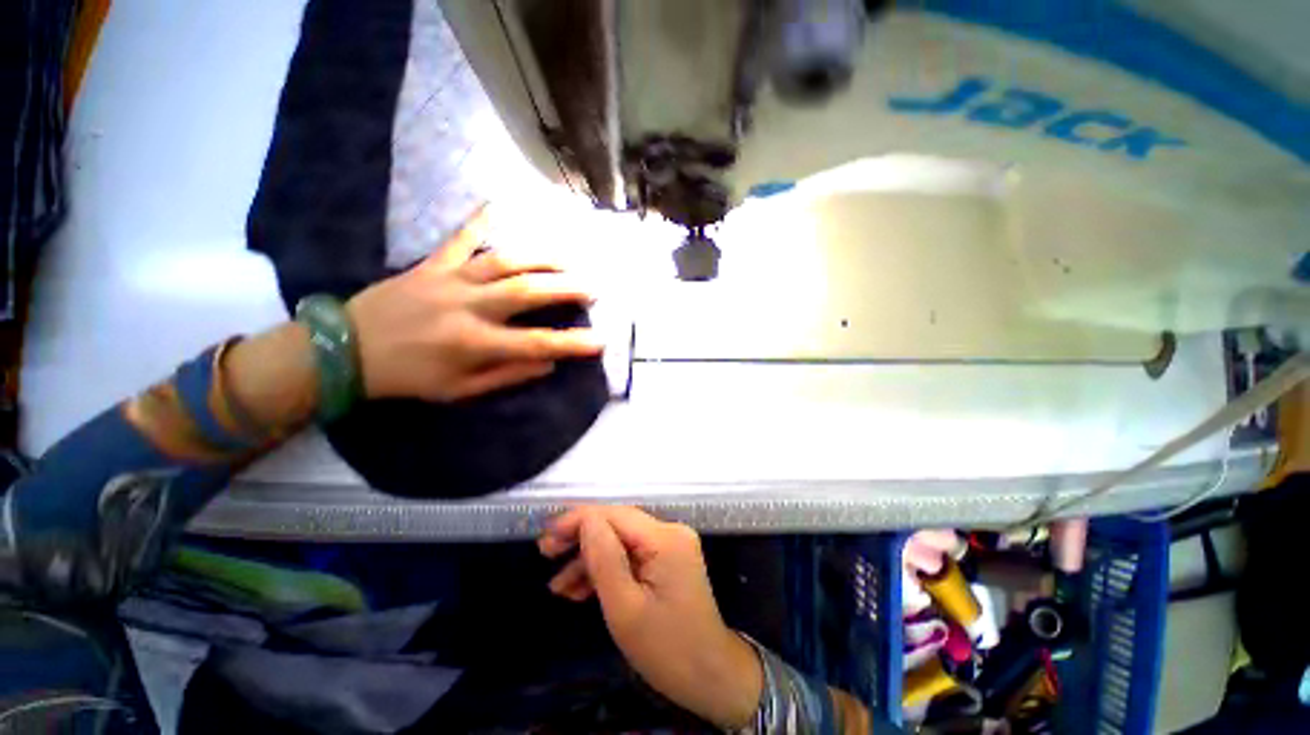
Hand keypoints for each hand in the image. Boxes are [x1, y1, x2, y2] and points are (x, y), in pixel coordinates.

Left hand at [345, 209, 603, 400]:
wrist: (345, 350)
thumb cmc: (409, 377)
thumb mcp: (459, 391)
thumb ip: (507, 376)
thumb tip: (548, 363)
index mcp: (476, 344)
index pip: (537, 344)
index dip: (573, 344)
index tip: (601, 341)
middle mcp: (469, 308)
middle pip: (528, 292)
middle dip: (567, 288)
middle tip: (593, 287)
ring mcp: (450, 280)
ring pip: (505, 261)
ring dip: (542, 258)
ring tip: (569, 259)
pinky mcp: (431, 264)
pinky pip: (461, 238)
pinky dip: (481, 220)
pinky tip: (501, 202)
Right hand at [538, 506, 762, 728]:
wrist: (710, 676)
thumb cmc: (666, 649)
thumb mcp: (625, 608)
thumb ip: (604, 558)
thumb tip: (585, 520)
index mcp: (664, 538)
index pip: (614, 515)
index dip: (578, 520)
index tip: (546, 536)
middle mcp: (670, 532)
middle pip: (617, 524)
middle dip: (581, 538)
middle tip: (546, 553)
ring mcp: (671, 545)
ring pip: (622, 541)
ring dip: (590, 559)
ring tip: (557, 585)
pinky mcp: (669, 559)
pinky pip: (632, 555)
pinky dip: (608, 569)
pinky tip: (581, 590)